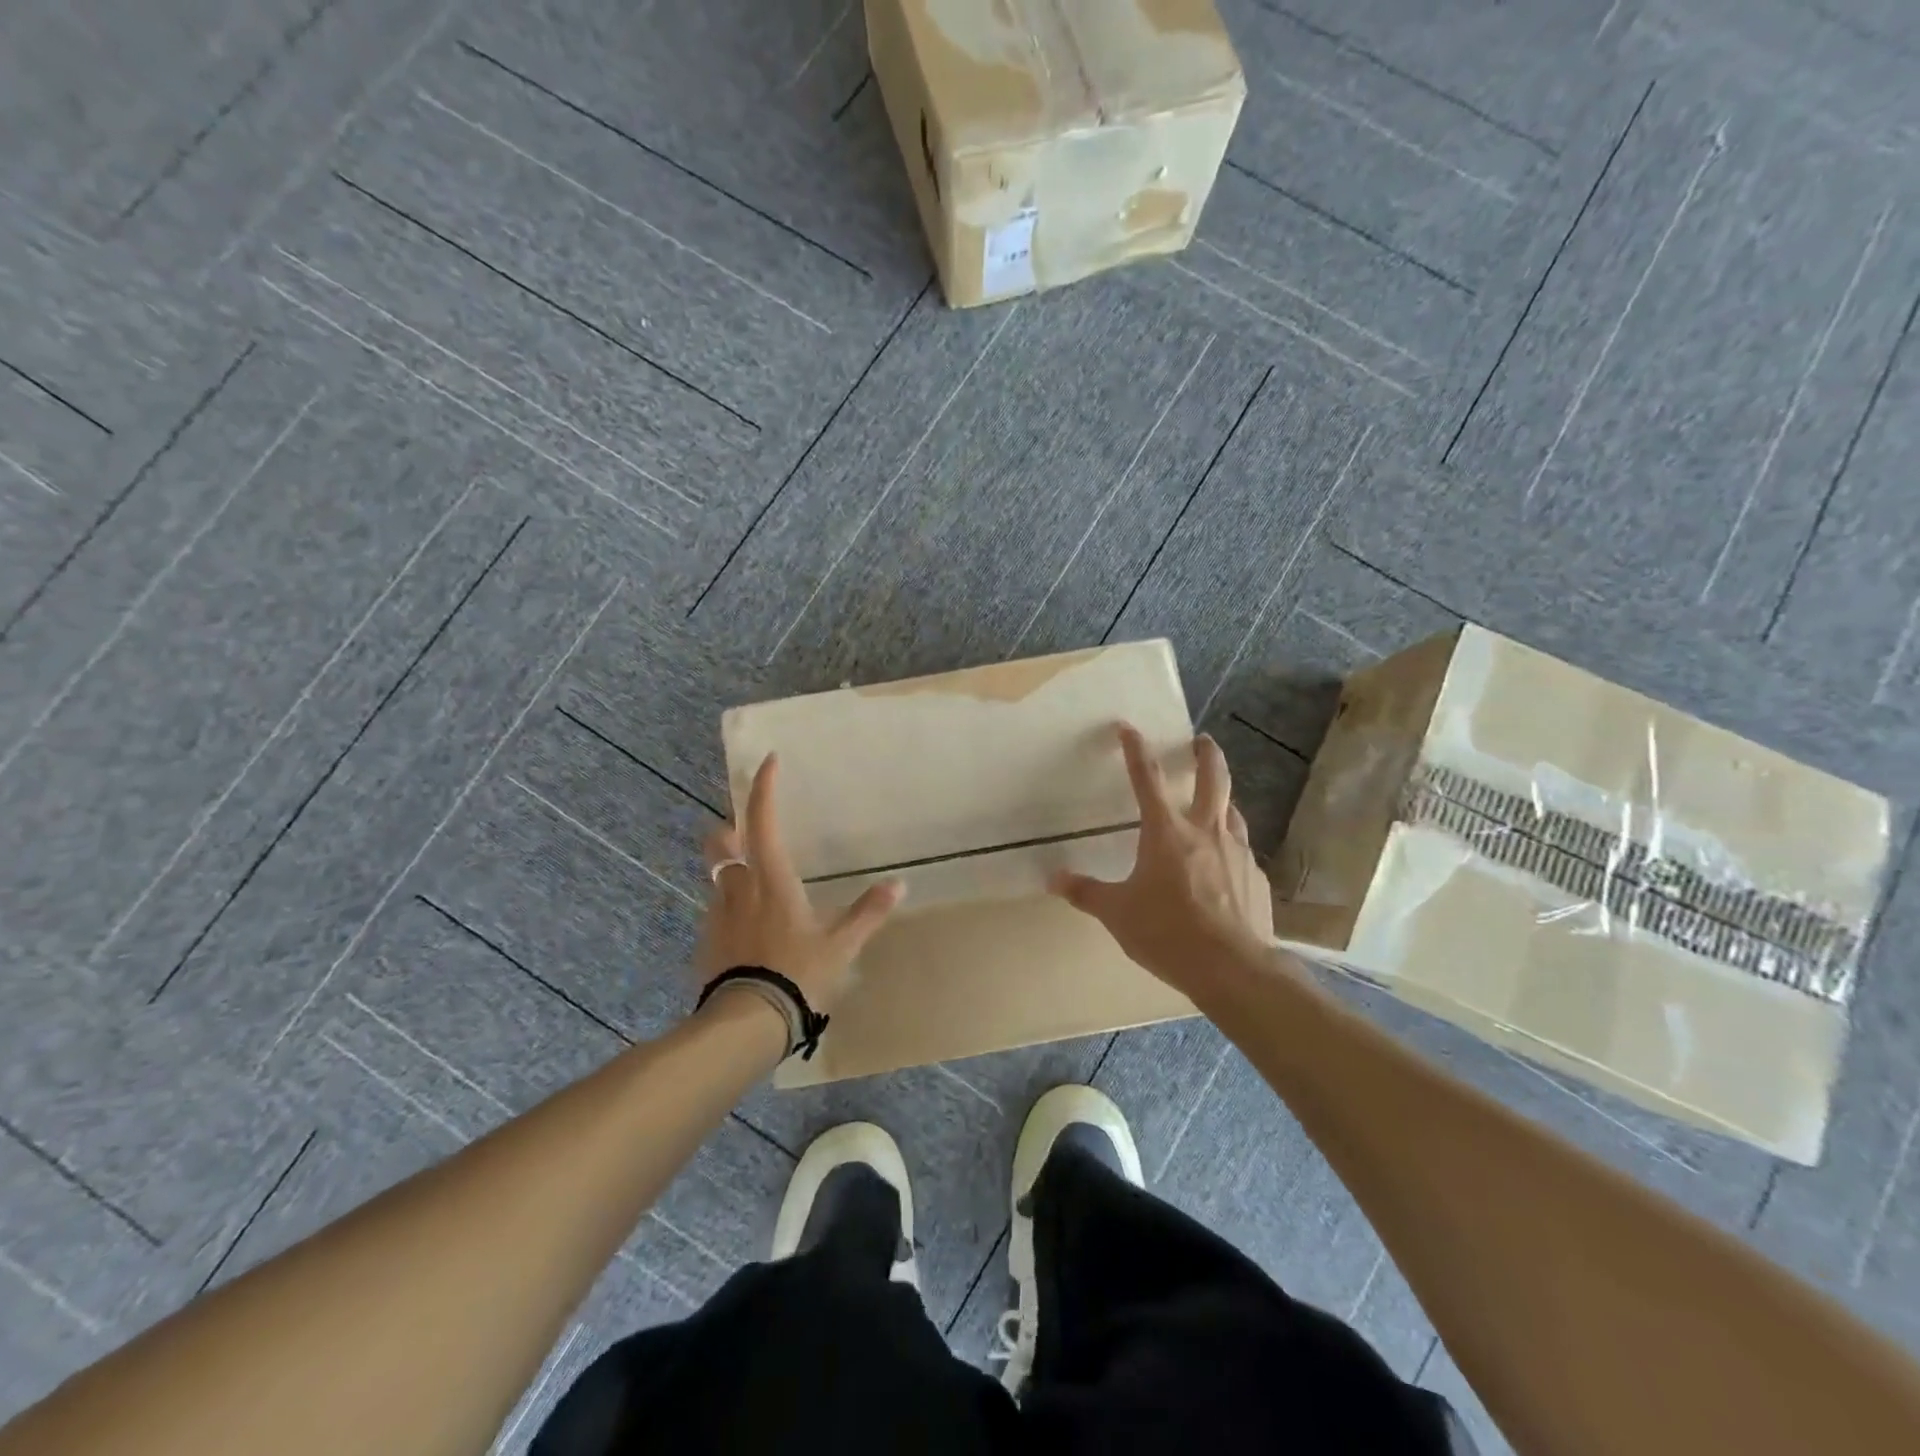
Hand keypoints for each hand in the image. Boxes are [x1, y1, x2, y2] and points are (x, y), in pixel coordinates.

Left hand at [697, 753, 904, 1014]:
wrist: (745, 1024)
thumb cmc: (797, 975)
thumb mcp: (840, 945)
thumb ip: (867, 913)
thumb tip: (899, 884)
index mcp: (772, 880)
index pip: (763, 822)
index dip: (764, 789)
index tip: (769, 761)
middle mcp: (738, 888)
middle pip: (720, 844)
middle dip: (729, 830)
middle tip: (745, 833)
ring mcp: (716, 916)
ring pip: (717, 877)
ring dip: (730, 870)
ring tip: (753, 885)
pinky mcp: (705, 942)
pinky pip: (715, 911)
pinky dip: (729, 907)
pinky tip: (746, 929)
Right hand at [1050, 724, 1273, 992]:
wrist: (1234, 968)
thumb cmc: (1168, 933)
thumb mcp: (1117, 914)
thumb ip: (1086, 892)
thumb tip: (1052, 879)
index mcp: (1166, 832)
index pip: (1148, 778)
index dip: (1135, 749)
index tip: (1128, 727)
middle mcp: (1205, 831)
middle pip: (1213, 777)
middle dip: (1206, 753)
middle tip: (1202, 740)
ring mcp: (1237, 852)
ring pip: (1233, 811)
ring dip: (1223, 799)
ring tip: (1216, 802)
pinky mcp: (1256, 877)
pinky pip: (1242, 851)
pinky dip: (1231, 847)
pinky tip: (1226, 866)